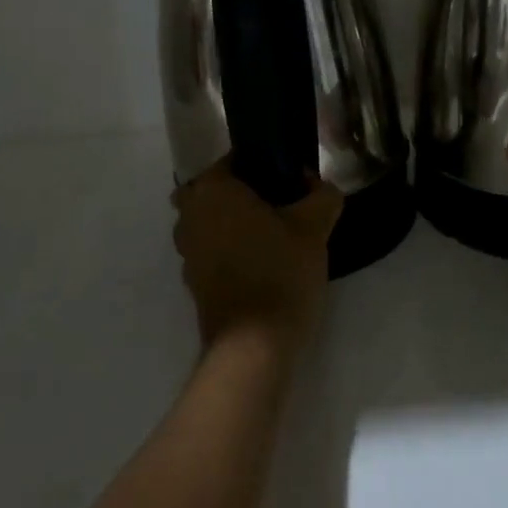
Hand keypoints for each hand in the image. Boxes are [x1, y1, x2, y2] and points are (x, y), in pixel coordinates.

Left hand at [171, 159, 342, 355]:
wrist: (253, 347)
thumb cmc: (279, 273)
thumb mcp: (314, 227)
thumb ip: (321, 195)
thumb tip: (317, 184)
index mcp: (212, 190)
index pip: (233, 159)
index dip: (262, 164)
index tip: (289, 178)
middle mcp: (189, 214)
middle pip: (216, 189)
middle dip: (242, 192)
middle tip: (279, 203)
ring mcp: (186, 251)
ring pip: (210, 220)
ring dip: (233, 221)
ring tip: (273, 234)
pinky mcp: (192, 281)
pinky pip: (210, 249)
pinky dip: (229, 249)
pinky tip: (261, 261)